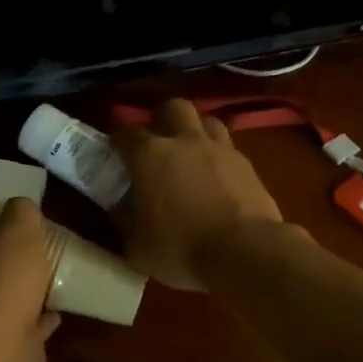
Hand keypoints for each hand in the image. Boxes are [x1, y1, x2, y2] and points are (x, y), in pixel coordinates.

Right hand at [116, 99, 283, 290]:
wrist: (244, 252)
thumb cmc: (181, 249)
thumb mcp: (138, 247)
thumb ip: (125, 222)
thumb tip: (120, 209)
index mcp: (149, 155)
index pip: (125, 133)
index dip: (117, 142)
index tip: (114, 155)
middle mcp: (184, 140)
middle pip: (172, 108)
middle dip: (162, 120)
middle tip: (157, 144)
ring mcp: (220, 149)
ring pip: (206, 120)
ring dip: (195, 132)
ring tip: (190, 155)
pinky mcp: (248, 164)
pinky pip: (228, 149)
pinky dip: (218, 158)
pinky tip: (216, 179)